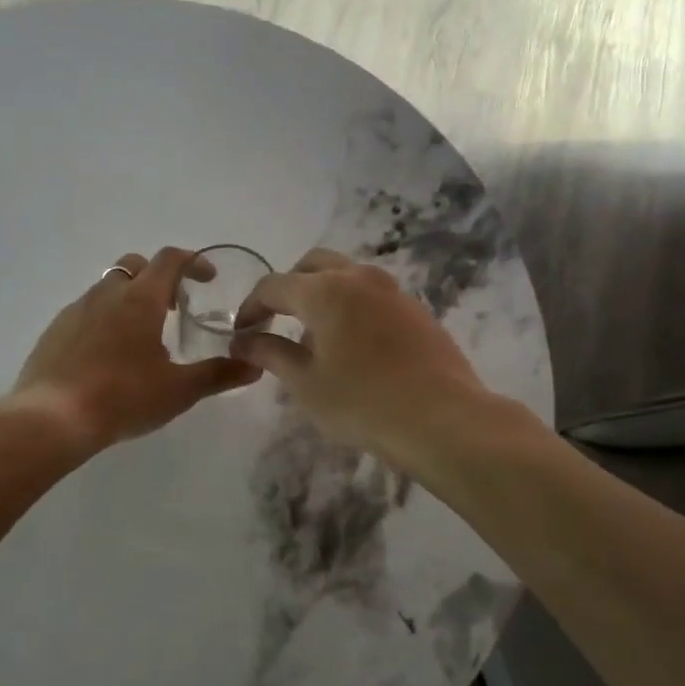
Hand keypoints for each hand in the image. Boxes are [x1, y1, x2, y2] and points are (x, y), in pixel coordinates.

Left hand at [0, 247, 260, 453]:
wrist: (52, 418)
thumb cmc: (122, 398)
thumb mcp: (177, 391)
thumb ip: (217, 375)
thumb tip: (254, 366)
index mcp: (140, 299)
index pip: (170, 259)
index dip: (193, 262)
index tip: (208, 279)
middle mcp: (106, 293)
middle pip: (135, 265)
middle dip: (158, 277)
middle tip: (173, 308)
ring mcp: (76, 310)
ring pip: (108, 287)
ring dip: (129, 299)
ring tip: (141, 337)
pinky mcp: (55, 330)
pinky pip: (85, 311)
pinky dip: (104, 319)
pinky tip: (107, 355)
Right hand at [231, 249, 495, 465]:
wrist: (443, 420)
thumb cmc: (362, 403)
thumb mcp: (305, 383)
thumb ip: (270, 353)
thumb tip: (242, 340)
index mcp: (325, 290)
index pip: (273, 286)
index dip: (251, 307)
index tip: (242, 334)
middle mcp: (358, 278)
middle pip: (311, 265)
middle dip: (287, 288)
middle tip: (276, 322)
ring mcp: (392, 291)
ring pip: (345, 275)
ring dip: (320, 294)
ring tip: (313, 337)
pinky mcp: (415, 310)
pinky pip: (370, 295)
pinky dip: (349, 306)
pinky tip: (351, 346)